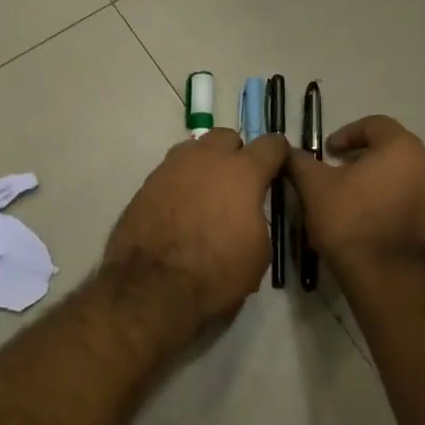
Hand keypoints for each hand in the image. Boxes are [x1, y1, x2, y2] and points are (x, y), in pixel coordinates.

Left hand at [104, 129, 289, 331]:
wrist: (152, 287)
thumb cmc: (216, 274)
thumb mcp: (259, 253)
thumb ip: (258, 218)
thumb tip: (249, 211)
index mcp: (243, 172)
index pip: (271, 144)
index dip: (278, 155)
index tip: (278, 169)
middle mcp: (207, 159)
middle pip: (227, 137)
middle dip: (236, 154)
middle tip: (237, 183)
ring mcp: (172, 167)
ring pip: (195, 150)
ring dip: (205, 164)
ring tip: (206, 194)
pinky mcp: (146, 183)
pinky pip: (171, 171)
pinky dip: (180, 183)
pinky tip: (181, 208)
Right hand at [287, 115, 424, 273]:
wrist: (391, 278)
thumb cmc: (351, 222)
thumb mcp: (314, 188)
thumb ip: (300, 163)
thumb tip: (287, 151)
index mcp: (402, 148)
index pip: (375, 124)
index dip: (348, 133)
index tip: (329, 151)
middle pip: (394, 152)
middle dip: (366, 160)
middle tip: (341, 177)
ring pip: (408, 180)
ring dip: (384, 185)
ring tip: (358, 205)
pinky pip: (417, 208)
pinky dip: (397, 209)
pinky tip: (376, 228)